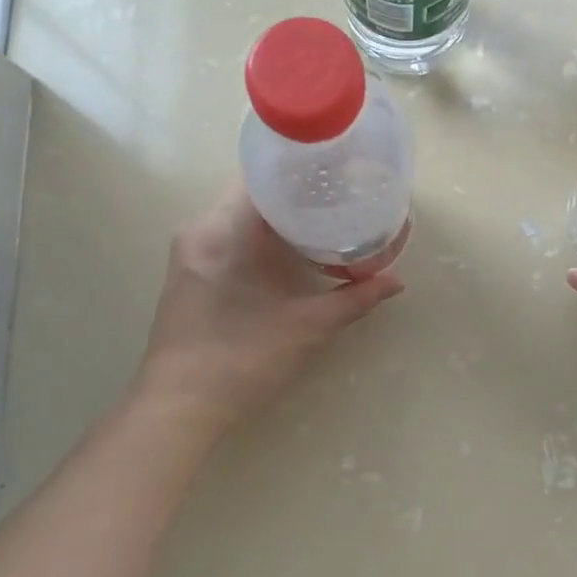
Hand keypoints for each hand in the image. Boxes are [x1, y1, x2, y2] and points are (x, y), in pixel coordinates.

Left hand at [136, 185, 403, 433]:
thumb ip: (354, 300)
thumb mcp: (307, 327)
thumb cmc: (243, 358)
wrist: (180, 407)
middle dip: (294, 194)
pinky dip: (257, 237)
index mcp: (224, 230)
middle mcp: (200, 229)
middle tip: (337, 197)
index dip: (300, 170)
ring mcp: (188, 252)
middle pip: (250, 193)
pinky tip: (285, 253)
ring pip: (237, 216)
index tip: (335, 172)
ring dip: (275, 217)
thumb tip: (396, 282)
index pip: (261, 176)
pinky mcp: (187, 274)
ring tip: (319, 222)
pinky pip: (225, 236)